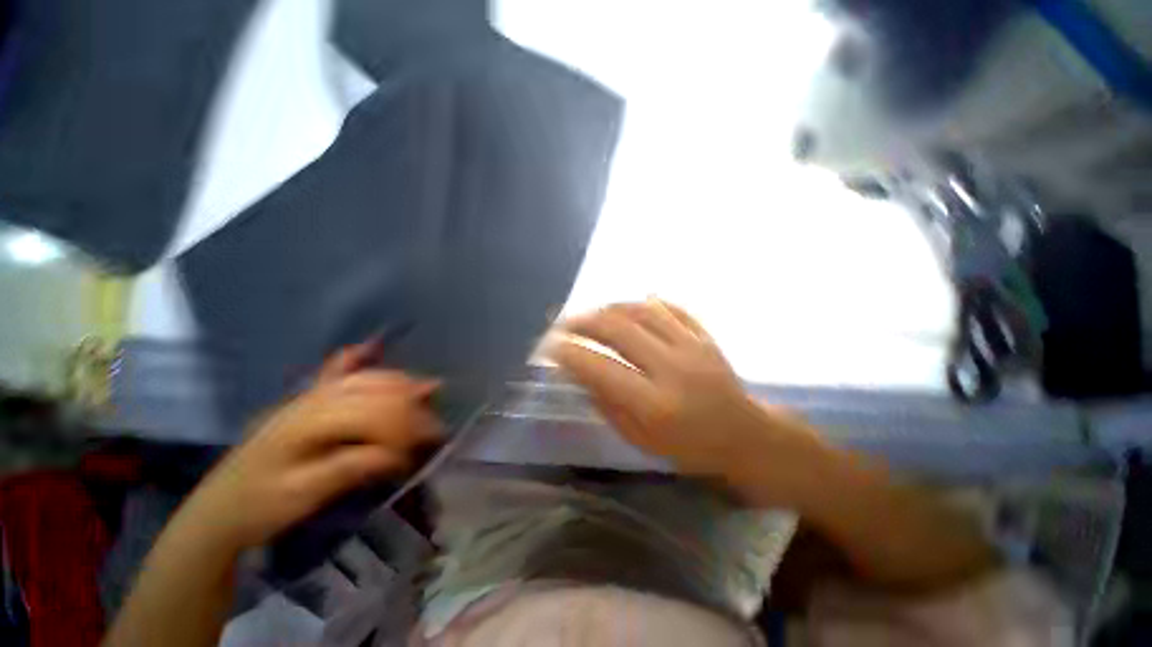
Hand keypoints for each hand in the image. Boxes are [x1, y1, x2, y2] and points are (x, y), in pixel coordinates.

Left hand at [174, 342, 440, 552]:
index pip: (373, 413)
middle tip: (436, 423)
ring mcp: (305, 397)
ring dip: (398, 382)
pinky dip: (354, 359)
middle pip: (374, 389)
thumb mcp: (303, 496)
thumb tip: (397, 454)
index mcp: (309, 422)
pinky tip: (368, 348)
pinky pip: (333, 372)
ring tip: (428, 389)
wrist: (217, 511)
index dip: (408, 425)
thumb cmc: (258, 507)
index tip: (432, 440)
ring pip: (363, 378)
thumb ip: (350, 469)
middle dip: (411, 403)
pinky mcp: (302, 402)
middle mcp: (312, 400)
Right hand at [546, 300, 830, 505]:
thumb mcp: (639, 440)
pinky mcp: (704, 336)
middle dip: (582, 321)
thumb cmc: (688, 448)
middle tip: (563, 323)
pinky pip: (669, 308)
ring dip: (609, 307)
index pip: (600, 368)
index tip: (548, 347)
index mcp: (654, 404)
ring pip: (641, 310)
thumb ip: (606, 403)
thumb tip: (578, 370)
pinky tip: (628, 306)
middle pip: (618, 328)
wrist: (746, 436)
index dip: (569, 353)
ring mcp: (691, 346)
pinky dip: (643, 303)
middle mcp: (672, 368)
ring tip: (591, 313)